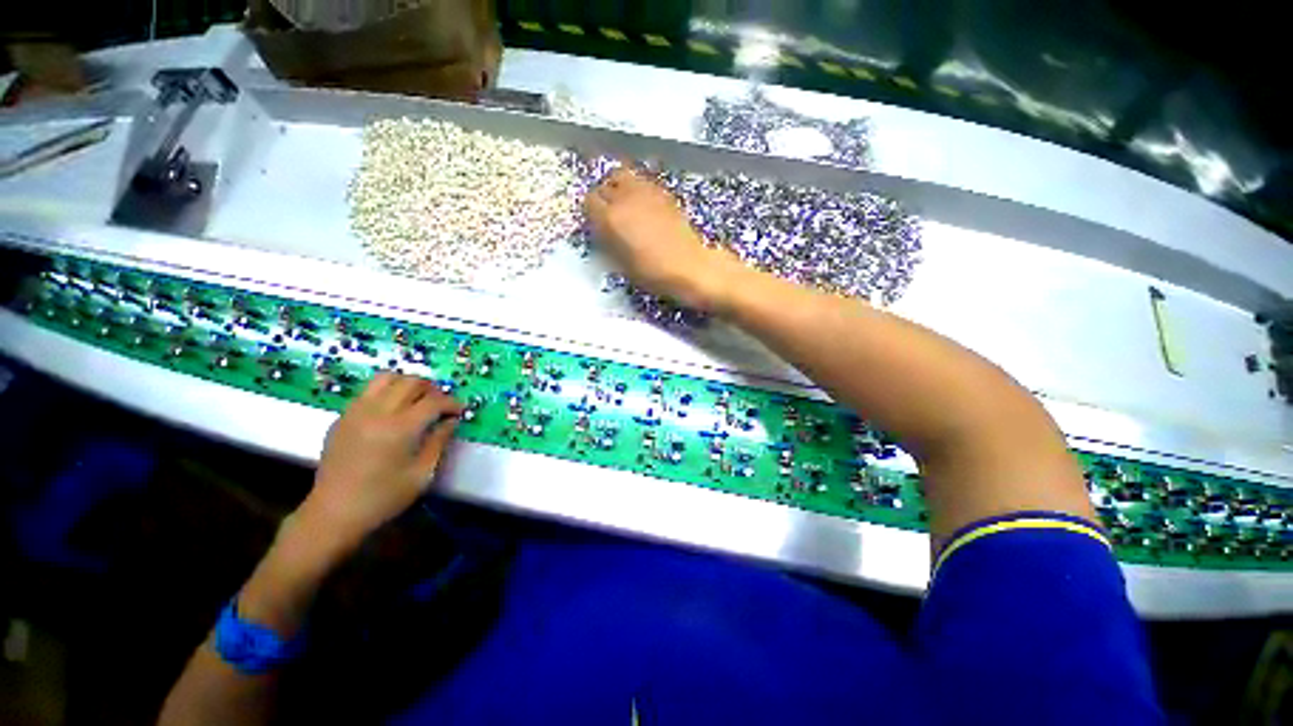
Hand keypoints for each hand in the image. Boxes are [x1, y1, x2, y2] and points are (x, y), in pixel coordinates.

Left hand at [296, 373, 463, 557]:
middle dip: (432, 389)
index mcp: (400, 429)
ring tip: (417, 400)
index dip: (452, 402)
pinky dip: (387, 391)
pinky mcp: (342, 417)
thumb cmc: (384, 498)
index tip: (459, 411)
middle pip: (411, 382)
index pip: (434, 401)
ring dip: (408, 384)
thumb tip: (451, 420)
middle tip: (440, 404)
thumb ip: (439, 441)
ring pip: (387, 378)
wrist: (334, 513)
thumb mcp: (422, 474)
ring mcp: (356, 412)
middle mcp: (377, 412)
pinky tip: (392, 411)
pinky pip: (369, 391)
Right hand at [586, 166, 745, 310]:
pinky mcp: (664, 192)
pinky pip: (642, 182)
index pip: (589, 201)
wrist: (690, 266)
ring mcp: (647, 191)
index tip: (595, 224)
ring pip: (623, 175)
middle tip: (608, 213)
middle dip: (603, 196)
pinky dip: (637, 189)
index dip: (590, 213)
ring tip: (624, 205)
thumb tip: (602, 230)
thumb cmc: (653, 273)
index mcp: (611, 218)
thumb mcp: (621, 264)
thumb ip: (607, 242)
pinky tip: (643, 206)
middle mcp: (626, 198)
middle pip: (605, 183)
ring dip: (619, 187)